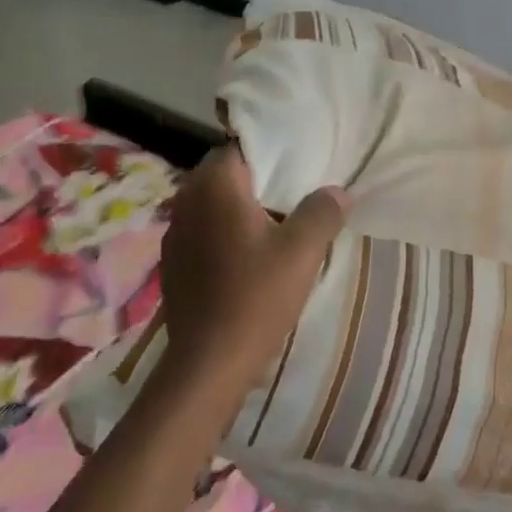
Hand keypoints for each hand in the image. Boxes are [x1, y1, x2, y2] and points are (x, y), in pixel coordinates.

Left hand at [156, 148, 349, 405]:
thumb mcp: (302, 251)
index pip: (242, 147)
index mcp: (215, 185)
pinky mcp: (172, 263)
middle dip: (257, 181)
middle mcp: (187, 200)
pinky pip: (202, 231)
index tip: (299, 165)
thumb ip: (322, 211)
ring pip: (212, 204)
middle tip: (293, 194)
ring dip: (238, 208)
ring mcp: (174, 232)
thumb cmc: (256, 297)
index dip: (272, 153)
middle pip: (225, 175)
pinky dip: (223, 233)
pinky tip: (245, 257)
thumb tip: (339, 191)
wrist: (208, 363)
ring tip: (273, 225)